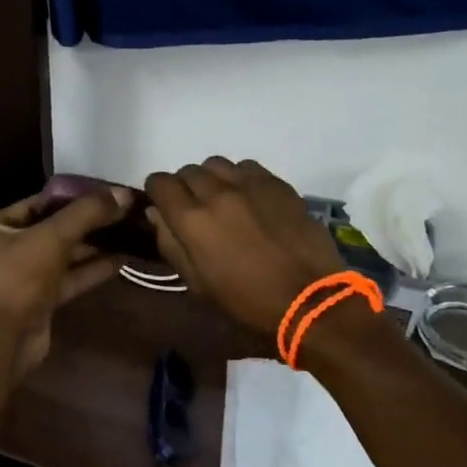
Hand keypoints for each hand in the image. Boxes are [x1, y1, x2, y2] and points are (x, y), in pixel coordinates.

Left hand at [0, 184, 132, 383]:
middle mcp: (3, 251)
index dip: (71, 197)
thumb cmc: (16, 280)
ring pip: (62, 256)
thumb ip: (88, 213)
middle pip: (52, 230)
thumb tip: (124, 193)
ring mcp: (21, 280)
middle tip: (123, 212)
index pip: (36, 204)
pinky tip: (122, 260)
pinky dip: (92, 270)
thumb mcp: (52, 237)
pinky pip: (68, 279)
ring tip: (128, 233)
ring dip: (93, 247)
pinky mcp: (39, 303)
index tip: (104, 192)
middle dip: (87, 223)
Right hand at [145, 158, 348, 335]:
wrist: (309, 300)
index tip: (164, 206)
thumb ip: (171, 244)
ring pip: (217, 164)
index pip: (160, 182)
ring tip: (223, 200)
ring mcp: (250, 184)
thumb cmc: (246, 302)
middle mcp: (217, 192)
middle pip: (188, 171)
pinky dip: (240, 178)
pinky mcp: (277, 184)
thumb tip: (157, 216)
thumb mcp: (197, 284)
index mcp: (192, 220)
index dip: (157, 193)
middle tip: (196, 210)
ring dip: (212, 179)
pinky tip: (250, 199)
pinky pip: (248, 167)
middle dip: (185, 187)